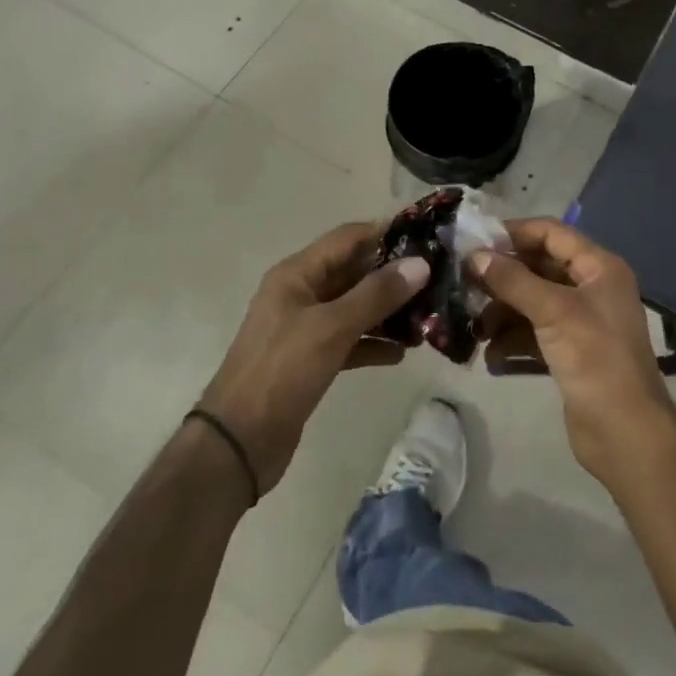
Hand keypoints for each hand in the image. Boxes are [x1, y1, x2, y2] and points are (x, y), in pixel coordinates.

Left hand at [199, 222, 428, 492]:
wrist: (238, 442)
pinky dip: (373, 343)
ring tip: (428, 318)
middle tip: (437, 280)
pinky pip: (349, 341)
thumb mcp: (332, 327)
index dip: (385, 233)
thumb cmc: (282, 371)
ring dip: (387, 311)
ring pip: (354, 308)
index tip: (427, 238)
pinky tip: (402, 353)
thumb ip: (376, 294)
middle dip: (392, 275)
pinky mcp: (311, 360)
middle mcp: (300, 293)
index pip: (347, 238)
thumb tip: (420, 264)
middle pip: (353, 272)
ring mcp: (305, 328)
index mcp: (296, 274)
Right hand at [471, 218, 675, 486]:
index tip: (474, 241)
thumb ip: (512, 280)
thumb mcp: (553, 311)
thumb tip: (474, 255)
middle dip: (502, 276)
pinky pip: (534, 333)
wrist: (626, 434)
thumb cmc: (595, 359)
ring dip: (502, 311)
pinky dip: (512, 339)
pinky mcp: (570, 352)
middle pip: (538, 267)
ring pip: (532, 302)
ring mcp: (581, 321)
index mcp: (599, 268)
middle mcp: (591, 288)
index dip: (514, 233)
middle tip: (464, 282)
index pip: (551, 233)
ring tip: (474, 326)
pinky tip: (491, 355)